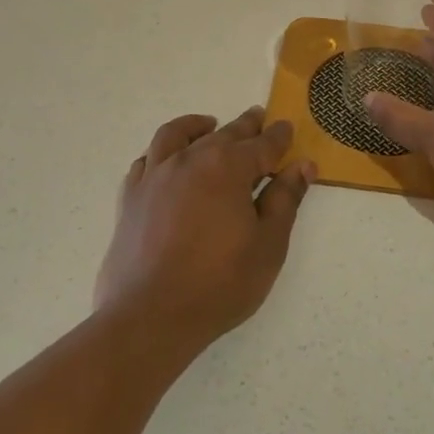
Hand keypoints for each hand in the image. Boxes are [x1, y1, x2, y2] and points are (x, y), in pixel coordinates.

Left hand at [96, 108, 315, 354]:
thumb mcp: (268, 244)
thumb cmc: (220, 283)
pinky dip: (161, 153)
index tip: (286, 127)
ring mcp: (155, 176)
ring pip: (176, 136)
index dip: (277, 137)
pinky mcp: (131, 197)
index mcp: (227, 168)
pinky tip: (167, 161)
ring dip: (197, 126)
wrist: (150, 315)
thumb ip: (285, 200)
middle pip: (222, 134)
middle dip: (244, 126)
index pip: (261, 145)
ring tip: (209, 124)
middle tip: (258, 118)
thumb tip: (302, 166)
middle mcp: (189, 160)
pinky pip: (146, 161)